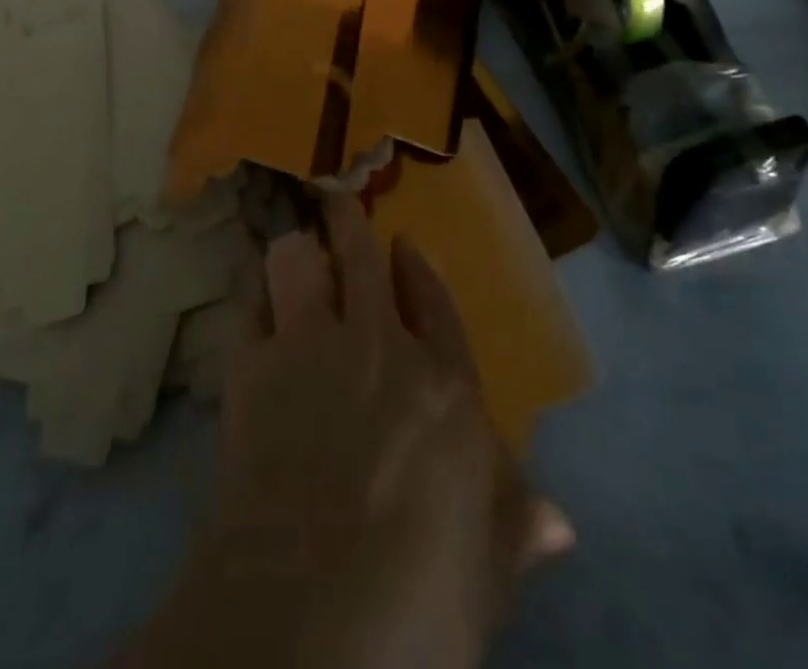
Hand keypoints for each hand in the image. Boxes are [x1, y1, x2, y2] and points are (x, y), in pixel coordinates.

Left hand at [123, 195, 570, 668]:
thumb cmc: (420, 594)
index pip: (434, 302)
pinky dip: (251, 297)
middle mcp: (376, 343)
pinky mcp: (251, 367)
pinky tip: (252, 297)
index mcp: (444, 383)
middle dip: (348, 221)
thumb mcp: (486, 572)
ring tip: (292, 245)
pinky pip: (247, 307)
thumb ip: (514, 528)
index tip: (403, 244)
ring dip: (295, 250)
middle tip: (336, 197)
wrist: (310, 611)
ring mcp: (309, 346)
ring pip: (297, 261)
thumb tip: (560, 525)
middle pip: (361, 257)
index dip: (417, 269)